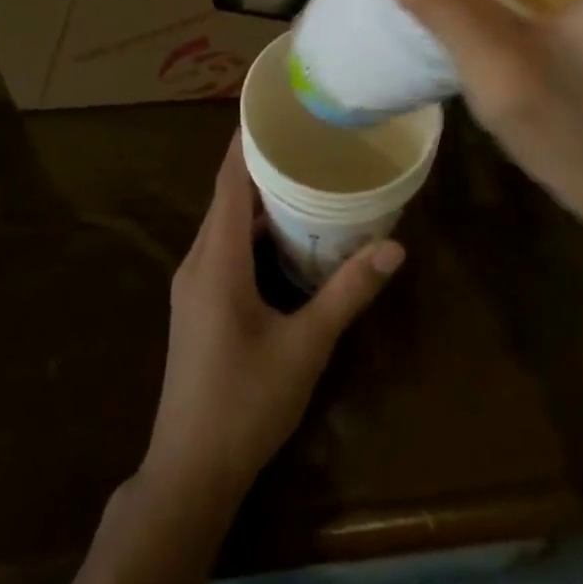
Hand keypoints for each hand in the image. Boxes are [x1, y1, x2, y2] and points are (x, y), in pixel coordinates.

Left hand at [142, 138, 404, 508]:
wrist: (188, 474)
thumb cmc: (245, 404)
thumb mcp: (305, 347)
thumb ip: (347, 293)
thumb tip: (393, 247)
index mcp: (216, 260)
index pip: (227, 181)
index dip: (245, 141)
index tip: (274, 109)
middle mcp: (198, 262)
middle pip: (226, 196)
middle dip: (261, 163)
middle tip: (306, 138)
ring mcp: (194, 285)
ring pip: (225, 223)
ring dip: (258, 198)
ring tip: (303, 175)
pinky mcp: (199, 305)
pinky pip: (225, 247)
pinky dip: (253, 229)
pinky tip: (286, 234)